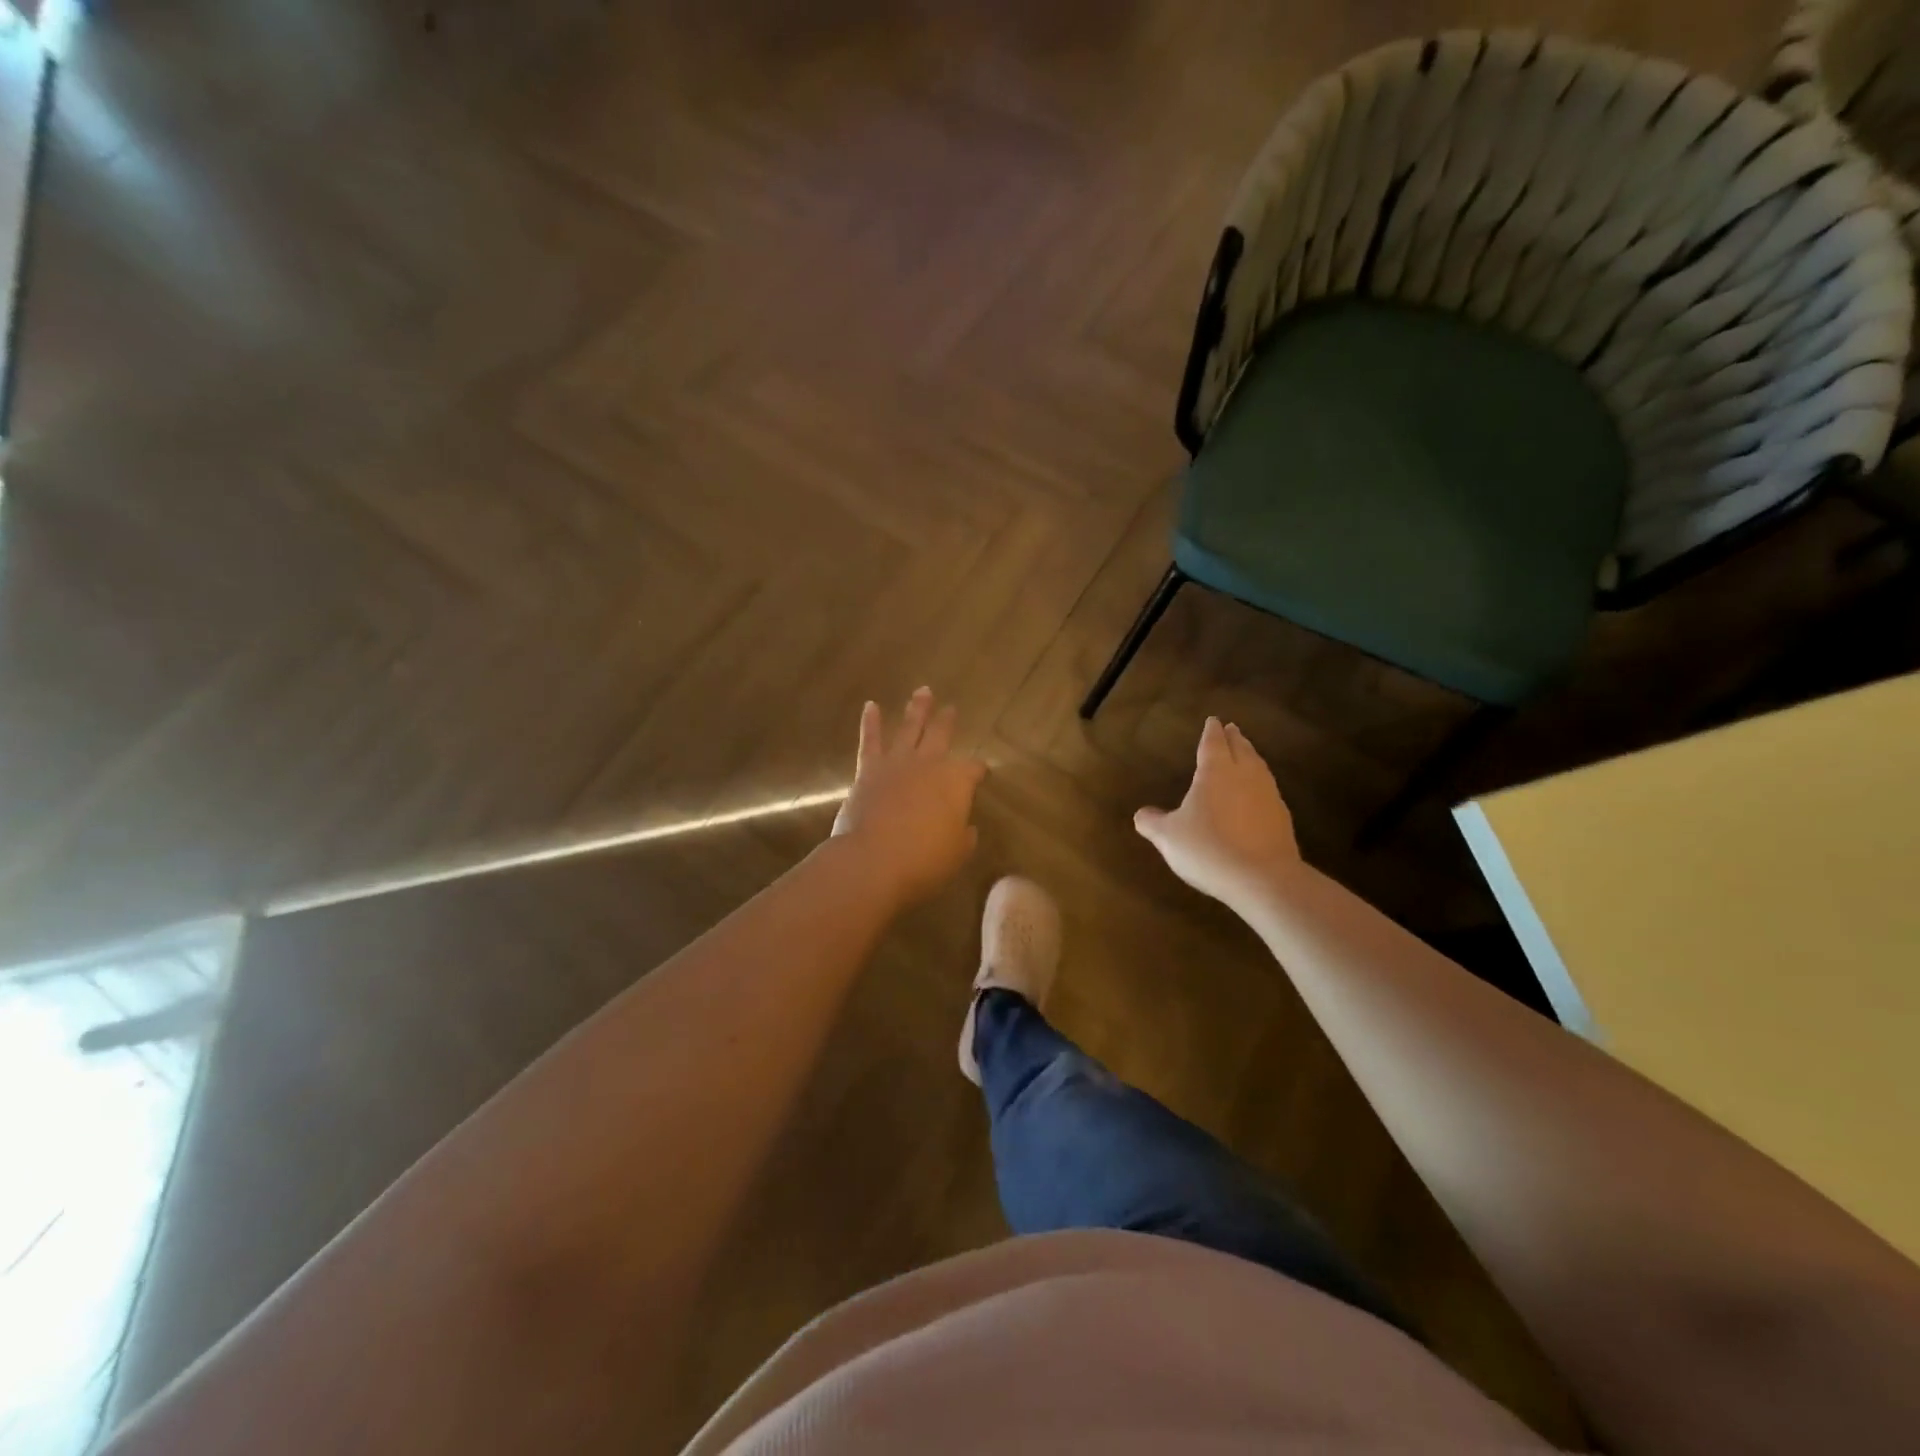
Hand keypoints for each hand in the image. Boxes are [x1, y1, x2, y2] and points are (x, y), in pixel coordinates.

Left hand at [831, 688, 986, 904]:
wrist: (874, 860)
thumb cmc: (924, 861)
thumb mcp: (956, 853)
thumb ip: (962, 836)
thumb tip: (965, 828)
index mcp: (956, 782)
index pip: (973, 769)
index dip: (978, 770)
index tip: (981, 772)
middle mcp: (929, 764)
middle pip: (941, 736)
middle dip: (947, 722)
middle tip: (951, 707)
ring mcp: (897, 763)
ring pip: (909, 728)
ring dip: (917, 709)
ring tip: (923, 691)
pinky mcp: (868, 770)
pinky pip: (870, 740)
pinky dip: (871, 722)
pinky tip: (871, 706)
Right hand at [1135, 717, 1301, 907]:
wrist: (1262, 878)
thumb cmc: (1208, 849)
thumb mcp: (1168, 837)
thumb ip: (1152, 822)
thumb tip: (1141, 814)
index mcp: (1215, 772)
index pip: (1212, 743)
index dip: (1211, 731)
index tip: (1213, 720)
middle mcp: (1244, 776)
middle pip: (1240, 749)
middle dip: (1234, 738)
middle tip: (1231, 729)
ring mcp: (1267, 795)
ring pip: (1259, 766)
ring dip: (1251, 755)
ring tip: (1247, 753)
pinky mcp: (1282, 817)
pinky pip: (1269, 789)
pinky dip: (1261, 782)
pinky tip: (1258, 792)